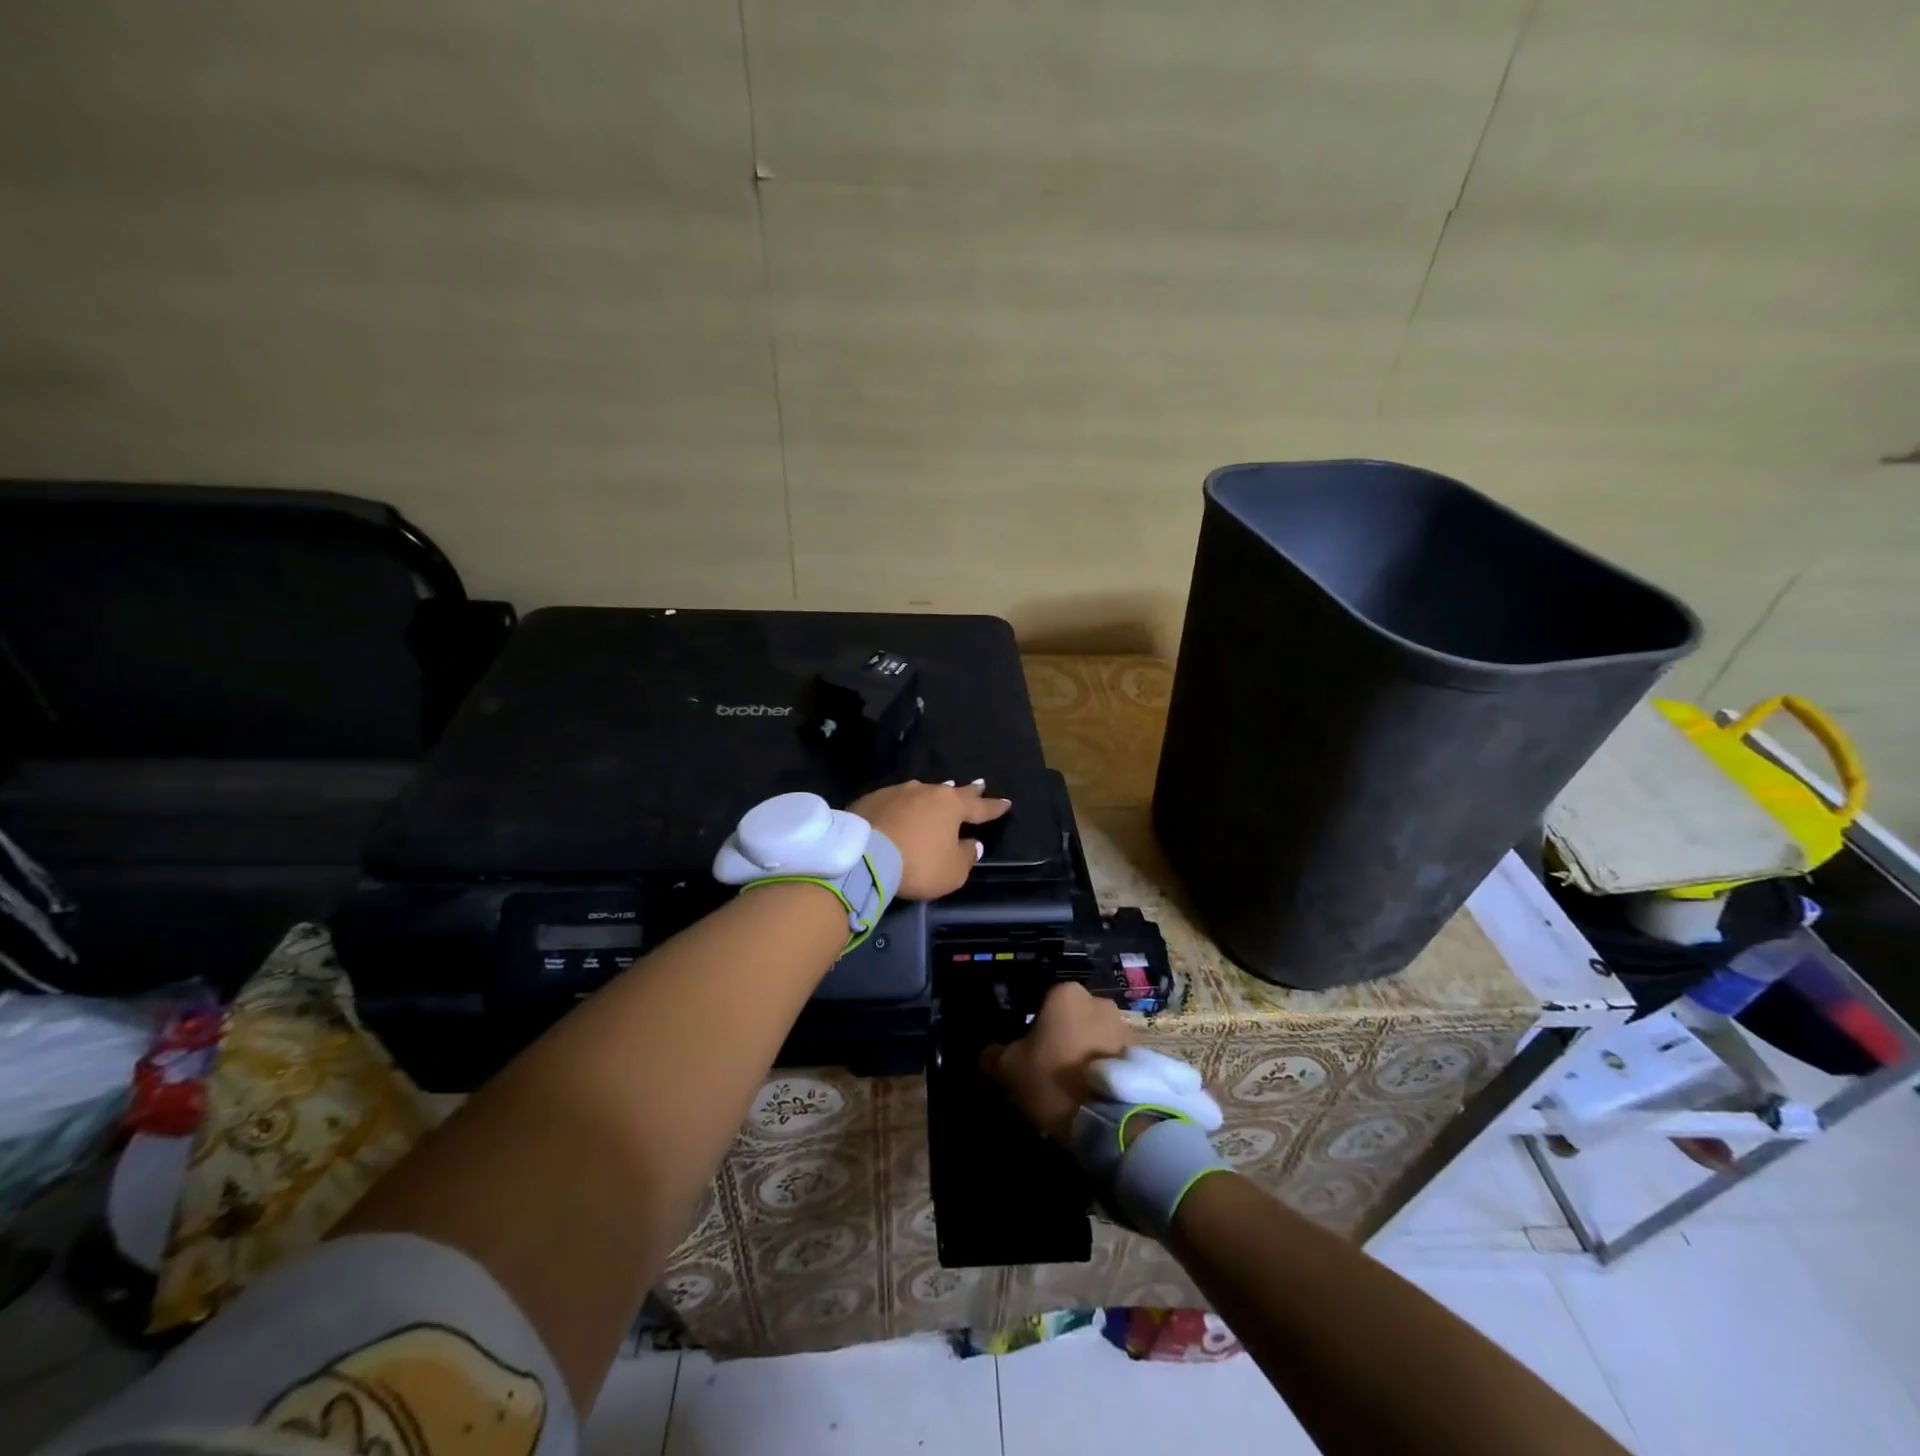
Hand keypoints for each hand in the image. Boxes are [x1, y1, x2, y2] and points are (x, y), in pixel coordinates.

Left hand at [850, 779, 1011, 900]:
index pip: (979, 807)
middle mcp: (926, 791)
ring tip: (940, 792)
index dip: (994, 807)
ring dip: (933, 795)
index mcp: (951, 806)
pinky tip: (902, 808)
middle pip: (952, 791)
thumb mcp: (952, 871)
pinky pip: (895, 800)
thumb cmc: (918, 864)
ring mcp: (897, 792)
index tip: (1006, 802)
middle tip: (979, 784)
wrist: (863, 856)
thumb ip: (966, 857)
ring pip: (922, 791)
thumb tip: (972, 844)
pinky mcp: (872, 799)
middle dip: (968, 790)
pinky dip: (904, 805)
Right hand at [979, 982, 1129, 1141]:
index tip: (1026, 1053)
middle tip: (1047, 1070)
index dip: (1031, 1028)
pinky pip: (1111, 1055)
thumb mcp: (1009, 1068)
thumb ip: (995, 1055)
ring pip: (1092, 1035)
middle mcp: (1097, 1000)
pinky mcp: (1140, 1052)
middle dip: (1060, 1038)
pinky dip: (1101, 1068)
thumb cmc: (1053, 1078)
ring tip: (1071, 1087)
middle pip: (1069, 1018)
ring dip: (1082, 1053)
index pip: (1041, 1002)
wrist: (1109, 1118)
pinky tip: (1090, 1094)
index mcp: (1065, 993)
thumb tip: (988, 1054)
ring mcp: (1122, 1025)